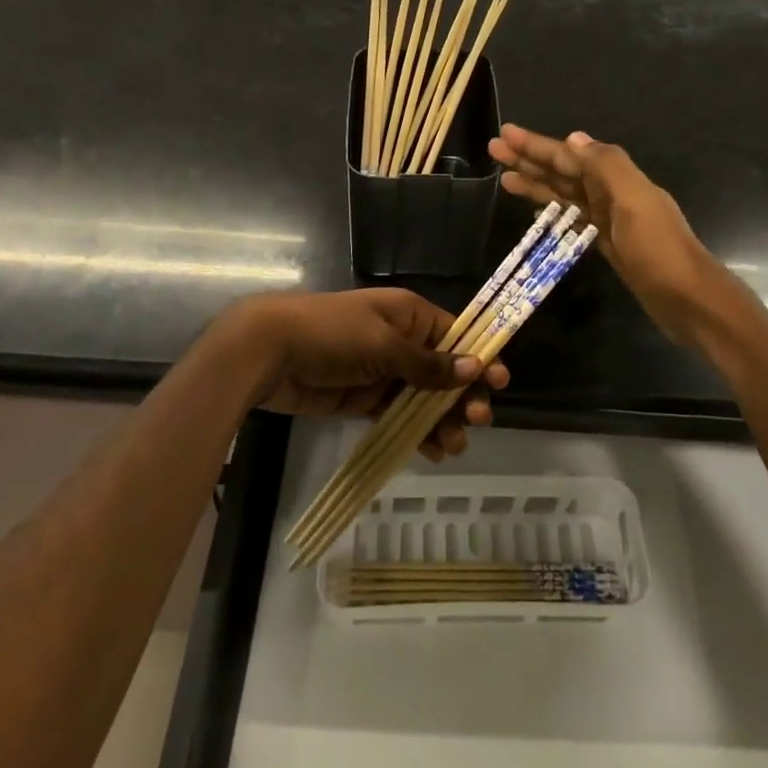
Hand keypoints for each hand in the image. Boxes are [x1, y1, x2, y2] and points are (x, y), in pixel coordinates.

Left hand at [225, 289, 503, 461]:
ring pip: (424, 397)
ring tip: (453, 446)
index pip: (455, 335)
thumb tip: (474, 367)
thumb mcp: (383, 344)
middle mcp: (401, 341)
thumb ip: (427, 363)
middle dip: (463, 395)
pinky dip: (416, 432)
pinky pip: (399, 415)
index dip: (478, 357)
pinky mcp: (364, 399)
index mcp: (409, 315)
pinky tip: (432, 451)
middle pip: (444, 370)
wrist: (269, 352)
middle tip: (477, 420)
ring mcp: (383, 372)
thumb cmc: (331, 334)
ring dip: (442, 419)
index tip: (499, 382)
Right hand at [487, 124, 718, 345]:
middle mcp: (611, 193)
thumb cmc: (659, 250)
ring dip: (536, 184)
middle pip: (564, 172)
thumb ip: (607, 166)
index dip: (537, 145)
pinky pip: (573, 218)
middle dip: (530, 160)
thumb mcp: (635, 201)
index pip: (569, 156)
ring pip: (565, 194)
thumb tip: (573, 138)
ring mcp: (609, 219)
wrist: (688, 300)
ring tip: (504, 178)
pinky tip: (536, 209)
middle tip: (494, 150)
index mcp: (618, 179)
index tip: (505, 134)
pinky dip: (553, 210)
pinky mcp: (606, 244)